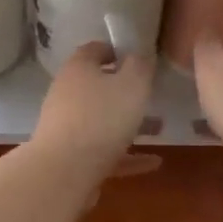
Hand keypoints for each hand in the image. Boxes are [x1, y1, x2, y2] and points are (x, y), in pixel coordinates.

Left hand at [31, 42, 155, 171]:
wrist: (64, 171)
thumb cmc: (102, 118)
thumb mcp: (132, 85)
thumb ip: (140, 66)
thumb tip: (140, 54)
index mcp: (78, 69)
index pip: (95, 50)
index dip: (116, 50)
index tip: (139, 58)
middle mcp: (67, 93)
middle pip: (98, 86)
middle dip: (126, 92)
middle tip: (151, 96)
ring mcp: (66, 126)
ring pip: (102, 120)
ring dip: (128, 124)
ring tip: (158, 129)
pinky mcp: (70, 156)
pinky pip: (103, 150)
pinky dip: (126, 154)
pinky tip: (152, 163)